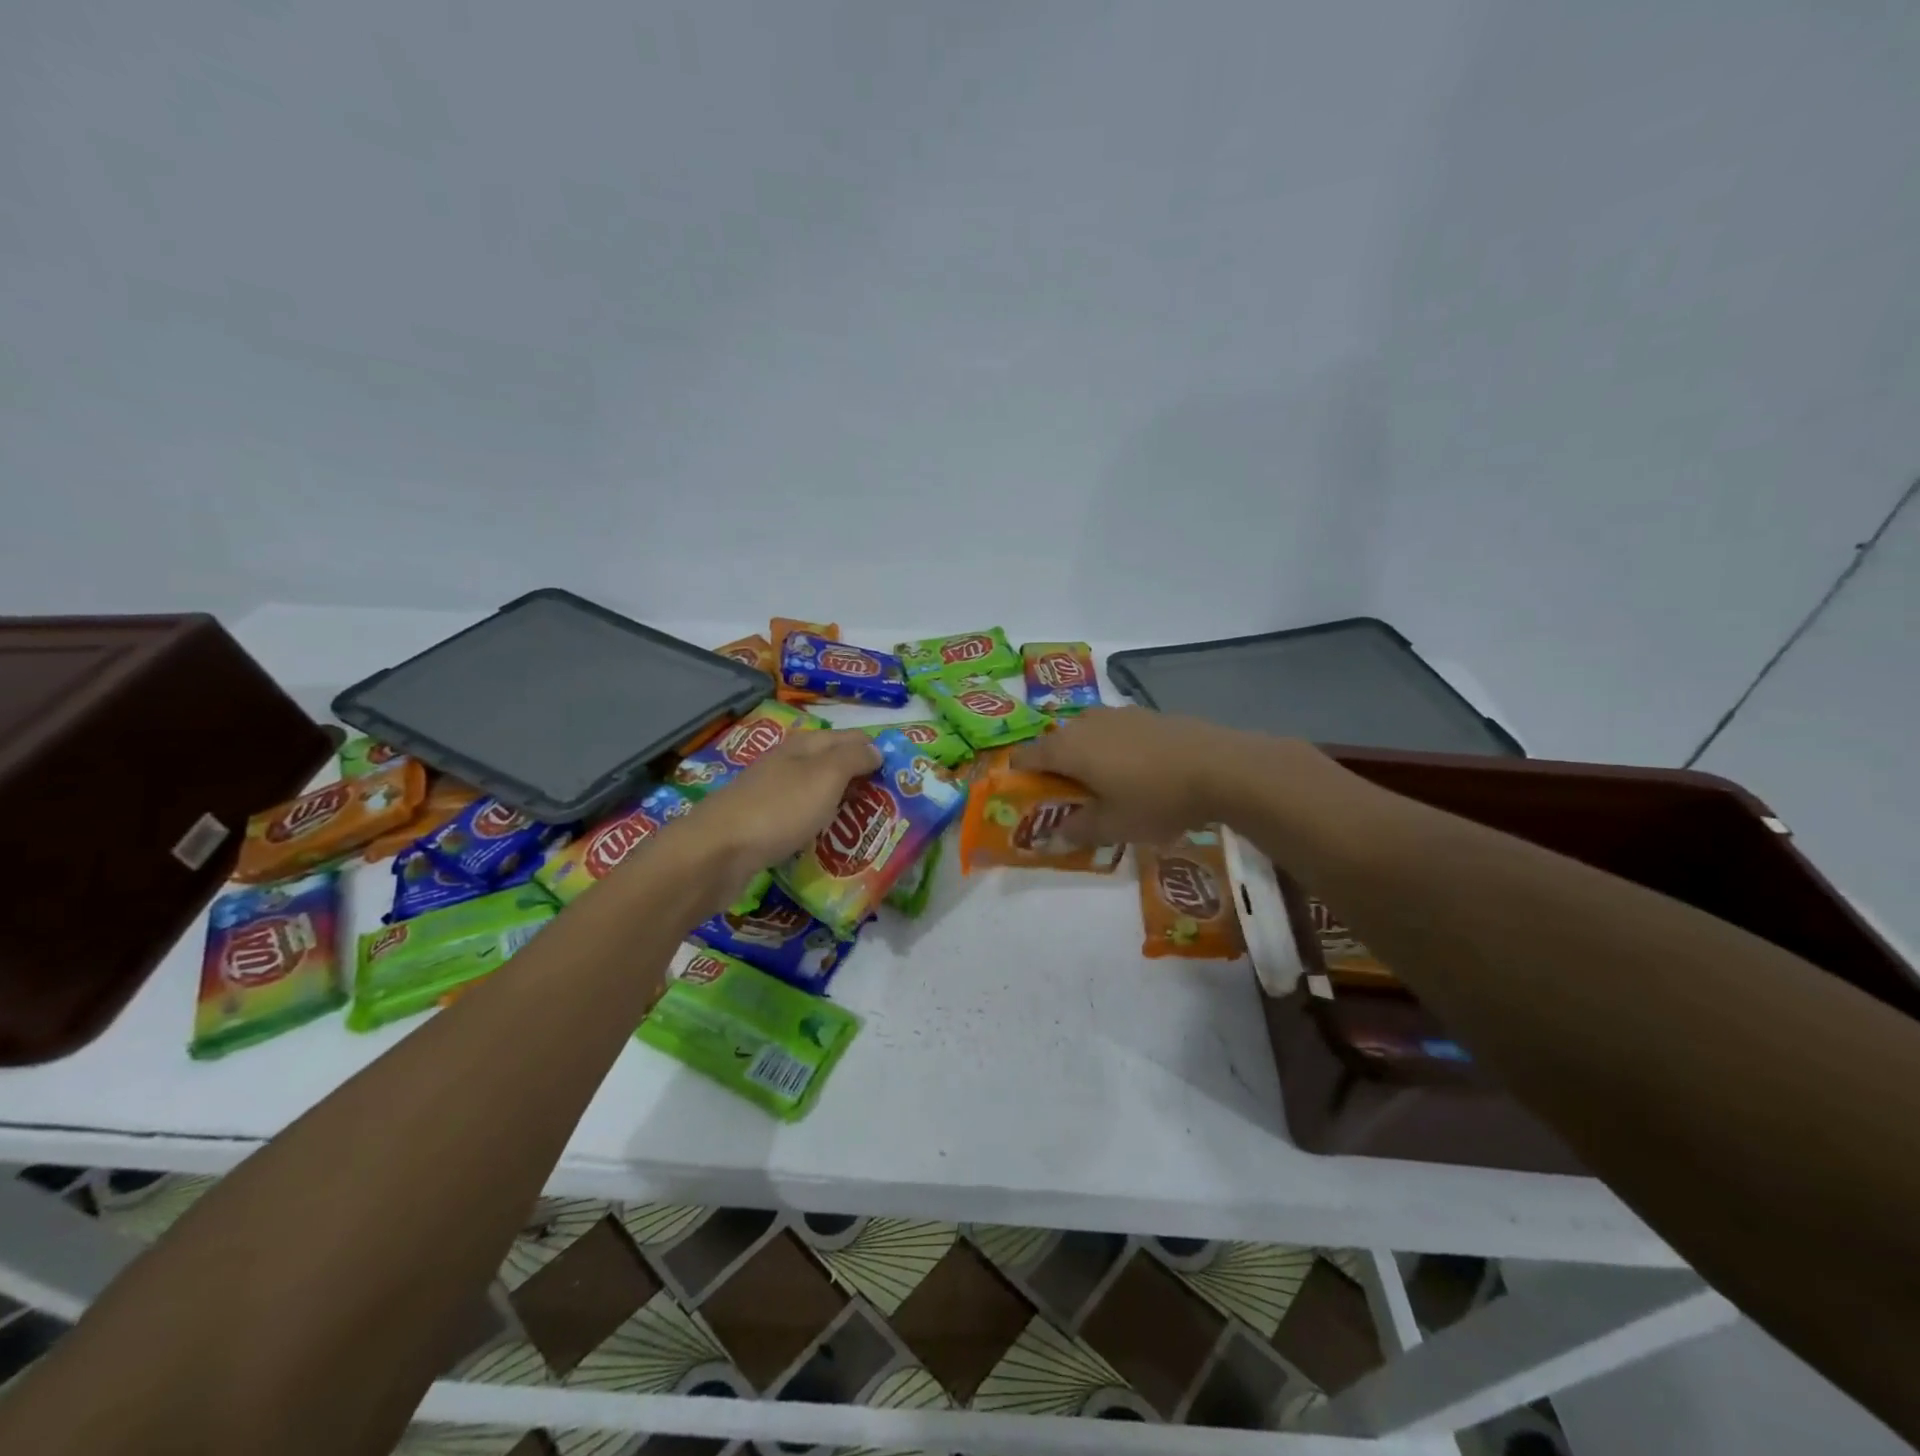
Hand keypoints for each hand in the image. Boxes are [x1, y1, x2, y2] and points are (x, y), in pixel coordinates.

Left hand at [672, 730, 881, 909]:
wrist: (716, 853)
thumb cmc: (778, 810)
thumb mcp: (824, 777)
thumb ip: (853, 759)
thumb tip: (876, 749)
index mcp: (803, 746)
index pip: (851, 738)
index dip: (876, 753)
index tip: (902, 779)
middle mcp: (787, 765)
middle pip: (834, 767)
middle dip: (862, 783)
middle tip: (890, 810)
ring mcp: (771, 796)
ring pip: (817, 796)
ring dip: (841, 809)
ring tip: (867, 832)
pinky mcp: (761, 826)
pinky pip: (800, 822)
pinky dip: (819, 829)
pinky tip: (829, 847)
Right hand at [1011, 706, 1238, 847]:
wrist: (1221, 767)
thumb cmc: (1155, 799)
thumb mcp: (1113, 826)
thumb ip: (1076, 830)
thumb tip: (1054, 834)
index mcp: (1067, 747)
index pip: (1024, 756)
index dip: (1019, 778)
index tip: (1028, 800)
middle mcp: (1085, 722)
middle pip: (1055, 744)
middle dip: (1055, 771)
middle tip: (1069, 802)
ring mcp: (1117, 714)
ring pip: (1086, 736)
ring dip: (1086, 759)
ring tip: (1105, 788)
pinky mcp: (1146, 714)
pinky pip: (1114, 733)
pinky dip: (1113, 750)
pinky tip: (1136, 773)